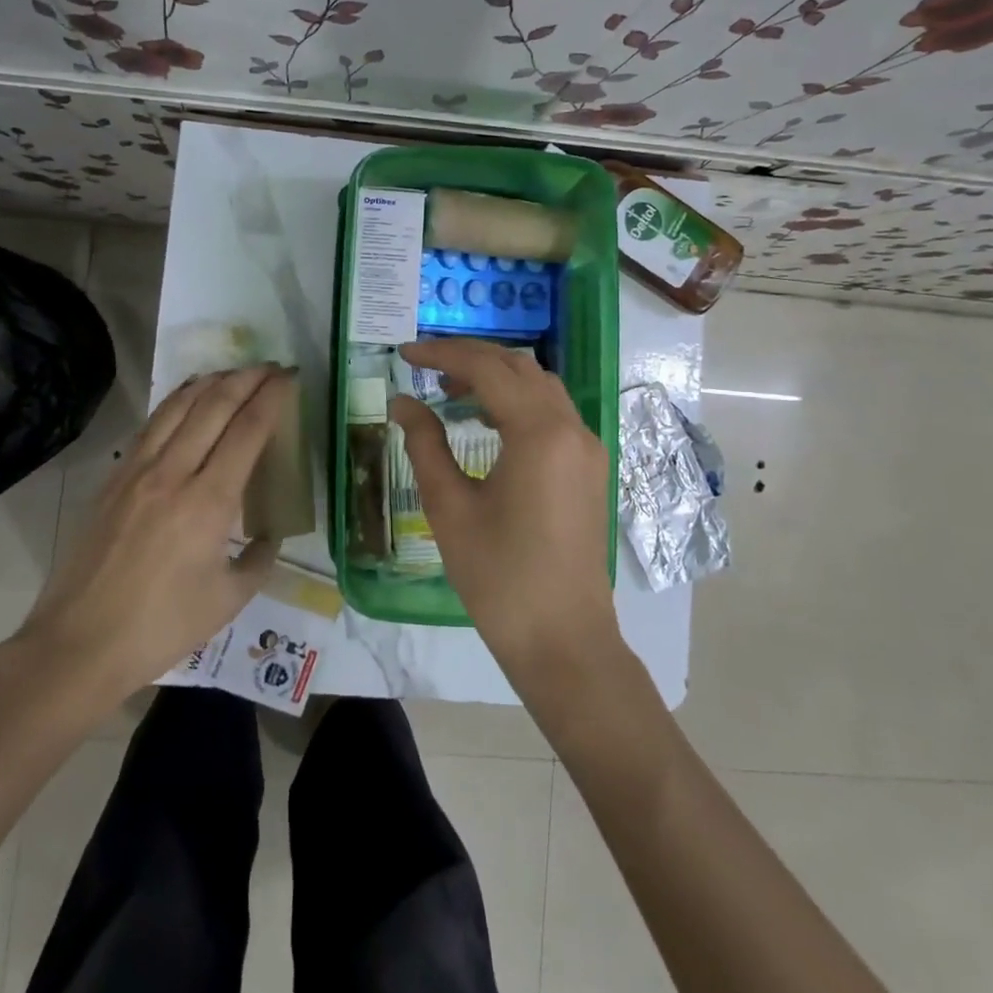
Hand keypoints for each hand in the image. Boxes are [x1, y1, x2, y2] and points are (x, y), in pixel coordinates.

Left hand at [16, 365, 293, 702]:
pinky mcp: (113, 480)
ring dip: (209, 383)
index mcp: (209, 502)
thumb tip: (270, 536)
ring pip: (177, 407)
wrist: (79, 643)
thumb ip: (259, 560)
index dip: (272, 398)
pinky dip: (175, 403)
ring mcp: (138, 472)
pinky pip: (151, 427)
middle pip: (214, 406)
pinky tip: (185, 401)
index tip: (289, 378)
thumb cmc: (161, 627)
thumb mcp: (228, 600)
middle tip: (270, 367)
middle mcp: (173, 473)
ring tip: (232, 372)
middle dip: (246, 379)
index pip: (248, 431)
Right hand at [388, 339, 618, 676]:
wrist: (562, 639)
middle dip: (470, 358)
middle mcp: (572, 428)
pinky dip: (517, 402)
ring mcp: (587, 447)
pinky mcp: (589, 468)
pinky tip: (486, 423)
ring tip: (450, 393)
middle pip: (519, 367)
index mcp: (539, 432)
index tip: (405, 353)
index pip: (487, 368)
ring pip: (540, 386)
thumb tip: (403, 402)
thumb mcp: (450, 507)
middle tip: (425, 366)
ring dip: (496, 378)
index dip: (442, 354)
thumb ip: (424, 444)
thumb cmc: (498, 576)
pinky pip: (553, 413)